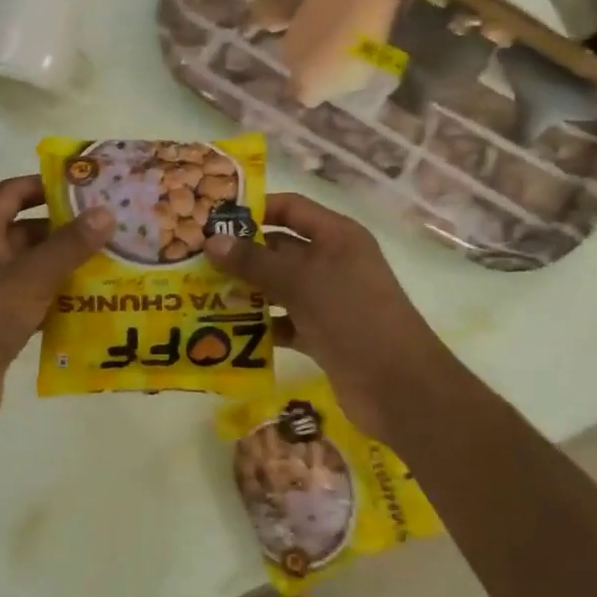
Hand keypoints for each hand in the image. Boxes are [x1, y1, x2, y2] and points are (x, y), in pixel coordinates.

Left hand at [0, 176, 114, 443]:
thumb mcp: (30, 277)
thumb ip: (69, 245)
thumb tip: (106, 211)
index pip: (11, 192)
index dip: (45, 185)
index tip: (86, 186)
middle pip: (27, 230)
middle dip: (66, 229)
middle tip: (110, 227)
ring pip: (33, 268)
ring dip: (66, 265)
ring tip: (111, 263)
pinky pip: (34, 300)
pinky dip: (58, 298)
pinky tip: (92, 304)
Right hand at [205, 193, 453, 441]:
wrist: (400, 388)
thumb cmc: (353, 316)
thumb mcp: (300, 281)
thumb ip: (254, 261)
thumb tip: (211, 241)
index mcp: (336, 236)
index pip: (289, 208)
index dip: (254, 210)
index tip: (213, 219)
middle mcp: (333, 262)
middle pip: (280, 248)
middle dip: (242, 255)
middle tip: (196, 260)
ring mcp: (329, 300)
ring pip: (279, 287)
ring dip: (247, 292)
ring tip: (203, 294)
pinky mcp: (323, 334)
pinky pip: (284, 321)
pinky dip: (261, 326)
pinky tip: (228, 332)